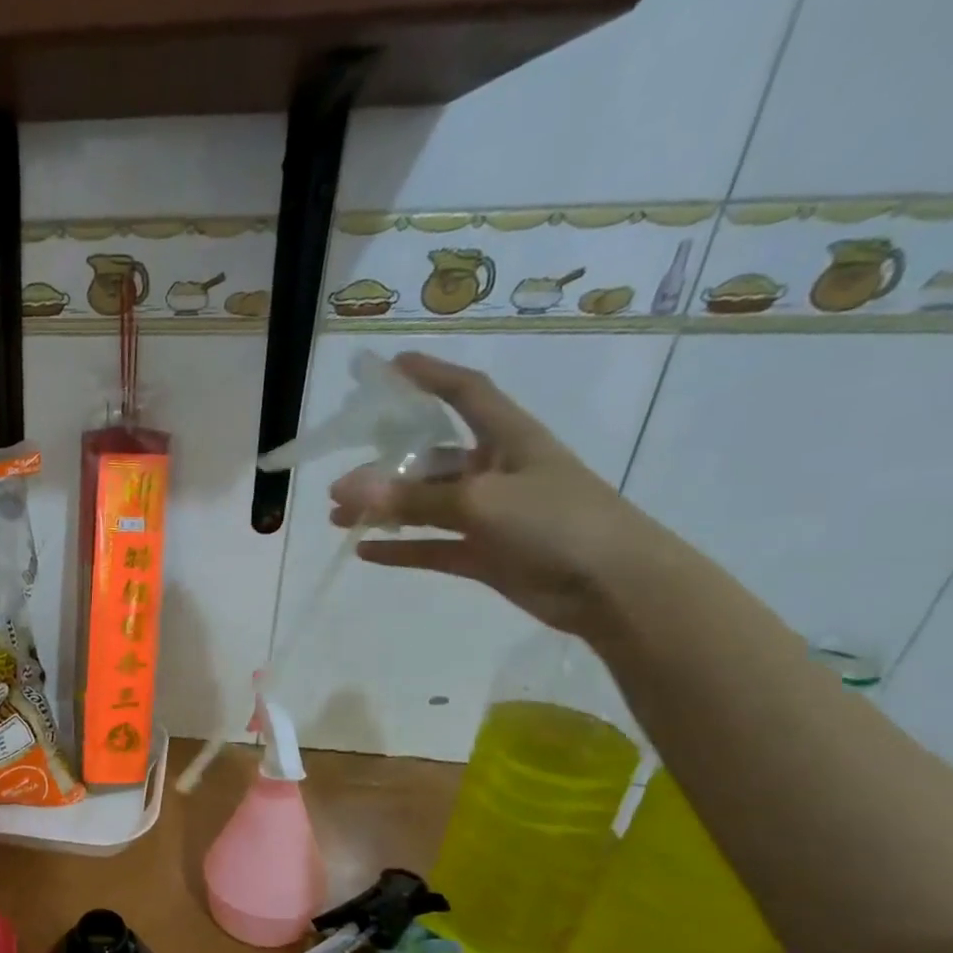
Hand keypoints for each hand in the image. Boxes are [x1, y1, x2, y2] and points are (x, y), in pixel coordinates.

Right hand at [328, 352, 659, 634]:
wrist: (613, 587)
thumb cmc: (557, 523)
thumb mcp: (481, 501)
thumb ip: (413, 499)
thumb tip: (348, 492)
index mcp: (509, 439)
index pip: (466, 394)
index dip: (431, 376)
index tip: (392, 366)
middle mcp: (496, 471)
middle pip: (431, 460)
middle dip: (384, 470)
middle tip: (338, 486)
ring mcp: (489, 515)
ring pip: (425, 506)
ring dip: (384, 510)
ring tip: (339, 519)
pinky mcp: (484, 554)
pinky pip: (431, 546)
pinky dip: (400, 548)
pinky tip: (365, 551)